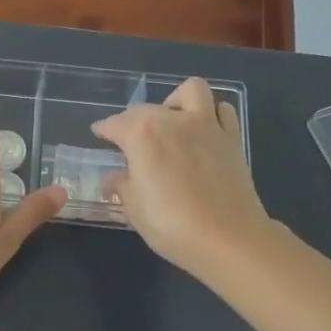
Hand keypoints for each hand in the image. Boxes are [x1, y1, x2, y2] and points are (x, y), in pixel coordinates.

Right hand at [91, 77, 271, 275]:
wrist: (228, 239)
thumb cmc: (170, 224)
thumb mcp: (133, 208)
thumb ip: (121, 185)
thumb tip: (113, 178)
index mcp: (141, 135)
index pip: (114, 124)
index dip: (103, 129)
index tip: (99, 133)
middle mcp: (173, 120)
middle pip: (145, 108)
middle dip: (132, 120)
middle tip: (129, 140)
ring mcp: (206, 126)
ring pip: (190, 91)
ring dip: (176, 101)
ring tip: (170, 122)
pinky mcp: (232, 139)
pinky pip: (222, 111)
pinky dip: (211, 114)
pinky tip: (202, 132)